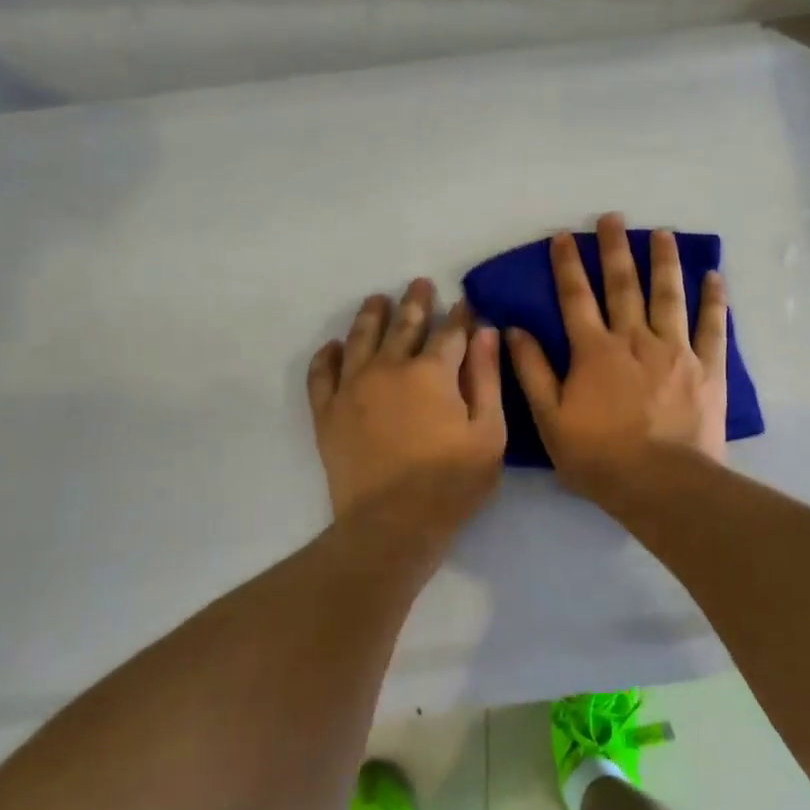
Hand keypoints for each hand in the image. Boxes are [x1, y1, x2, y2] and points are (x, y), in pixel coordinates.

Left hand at [308, 279, 505, 540]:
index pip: (450, 332)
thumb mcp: (489, 433)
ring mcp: (353, 388)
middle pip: (404, 325)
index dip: (460, 315)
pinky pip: (321, 374)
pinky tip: (334, 347)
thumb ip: (487, 378)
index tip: (465, 303)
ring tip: (377, 300)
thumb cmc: (451, 483)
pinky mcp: (327, 412)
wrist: (391, 525)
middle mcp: (389, 368)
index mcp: (432, 372)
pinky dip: (327, 356)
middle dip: (415, 302)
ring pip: (361, 338)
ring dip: (371, 315)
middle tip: (419, 284)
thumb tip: (485, 332)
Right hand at [507, 214, 727, 506]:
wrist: (661, 484)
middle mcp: (634, 338)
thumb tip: (514, 329)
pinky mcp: (707, 367)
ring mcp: (675, 350)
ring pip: (668, 295)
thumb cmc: (599, 456)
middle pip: (623, 285)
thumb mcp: (550, 418)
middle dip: (615, 248)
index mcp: (594, 350)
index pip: (576, 297)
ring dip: (664, 261)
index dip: (567, 265)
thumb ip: (532, 371)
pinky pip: (712, 326)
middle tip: (613, 217)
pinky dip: (713, 299)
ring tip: (663, 233)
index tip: (564, 236)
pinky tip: (714, 276)